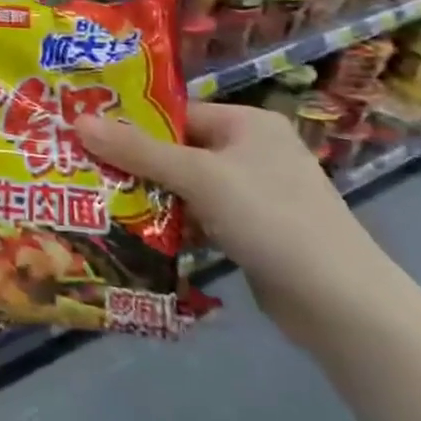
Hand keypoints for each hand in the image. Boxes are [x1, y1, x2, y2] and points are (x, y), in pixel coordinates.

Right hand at [77, 103, 394, 344]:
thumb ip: (137, 150)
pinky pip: (200, 215)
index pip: (175, 113)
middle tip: (84, 167)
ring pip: (186, 185)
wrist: (343, 307)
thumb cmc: (271, 219)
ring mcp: (255, 193)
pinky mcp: (254, 232)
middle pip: (177, 148)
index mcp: (247, 123)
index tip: (85, 134)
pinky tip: (136, 232)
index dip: (131, 122)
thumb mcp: (198, 177)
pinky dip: (173, 222)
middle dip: (135, 161)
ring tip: (99, 198)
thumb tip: (77, 121)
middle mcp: (252, 150)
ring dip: (150, 194)